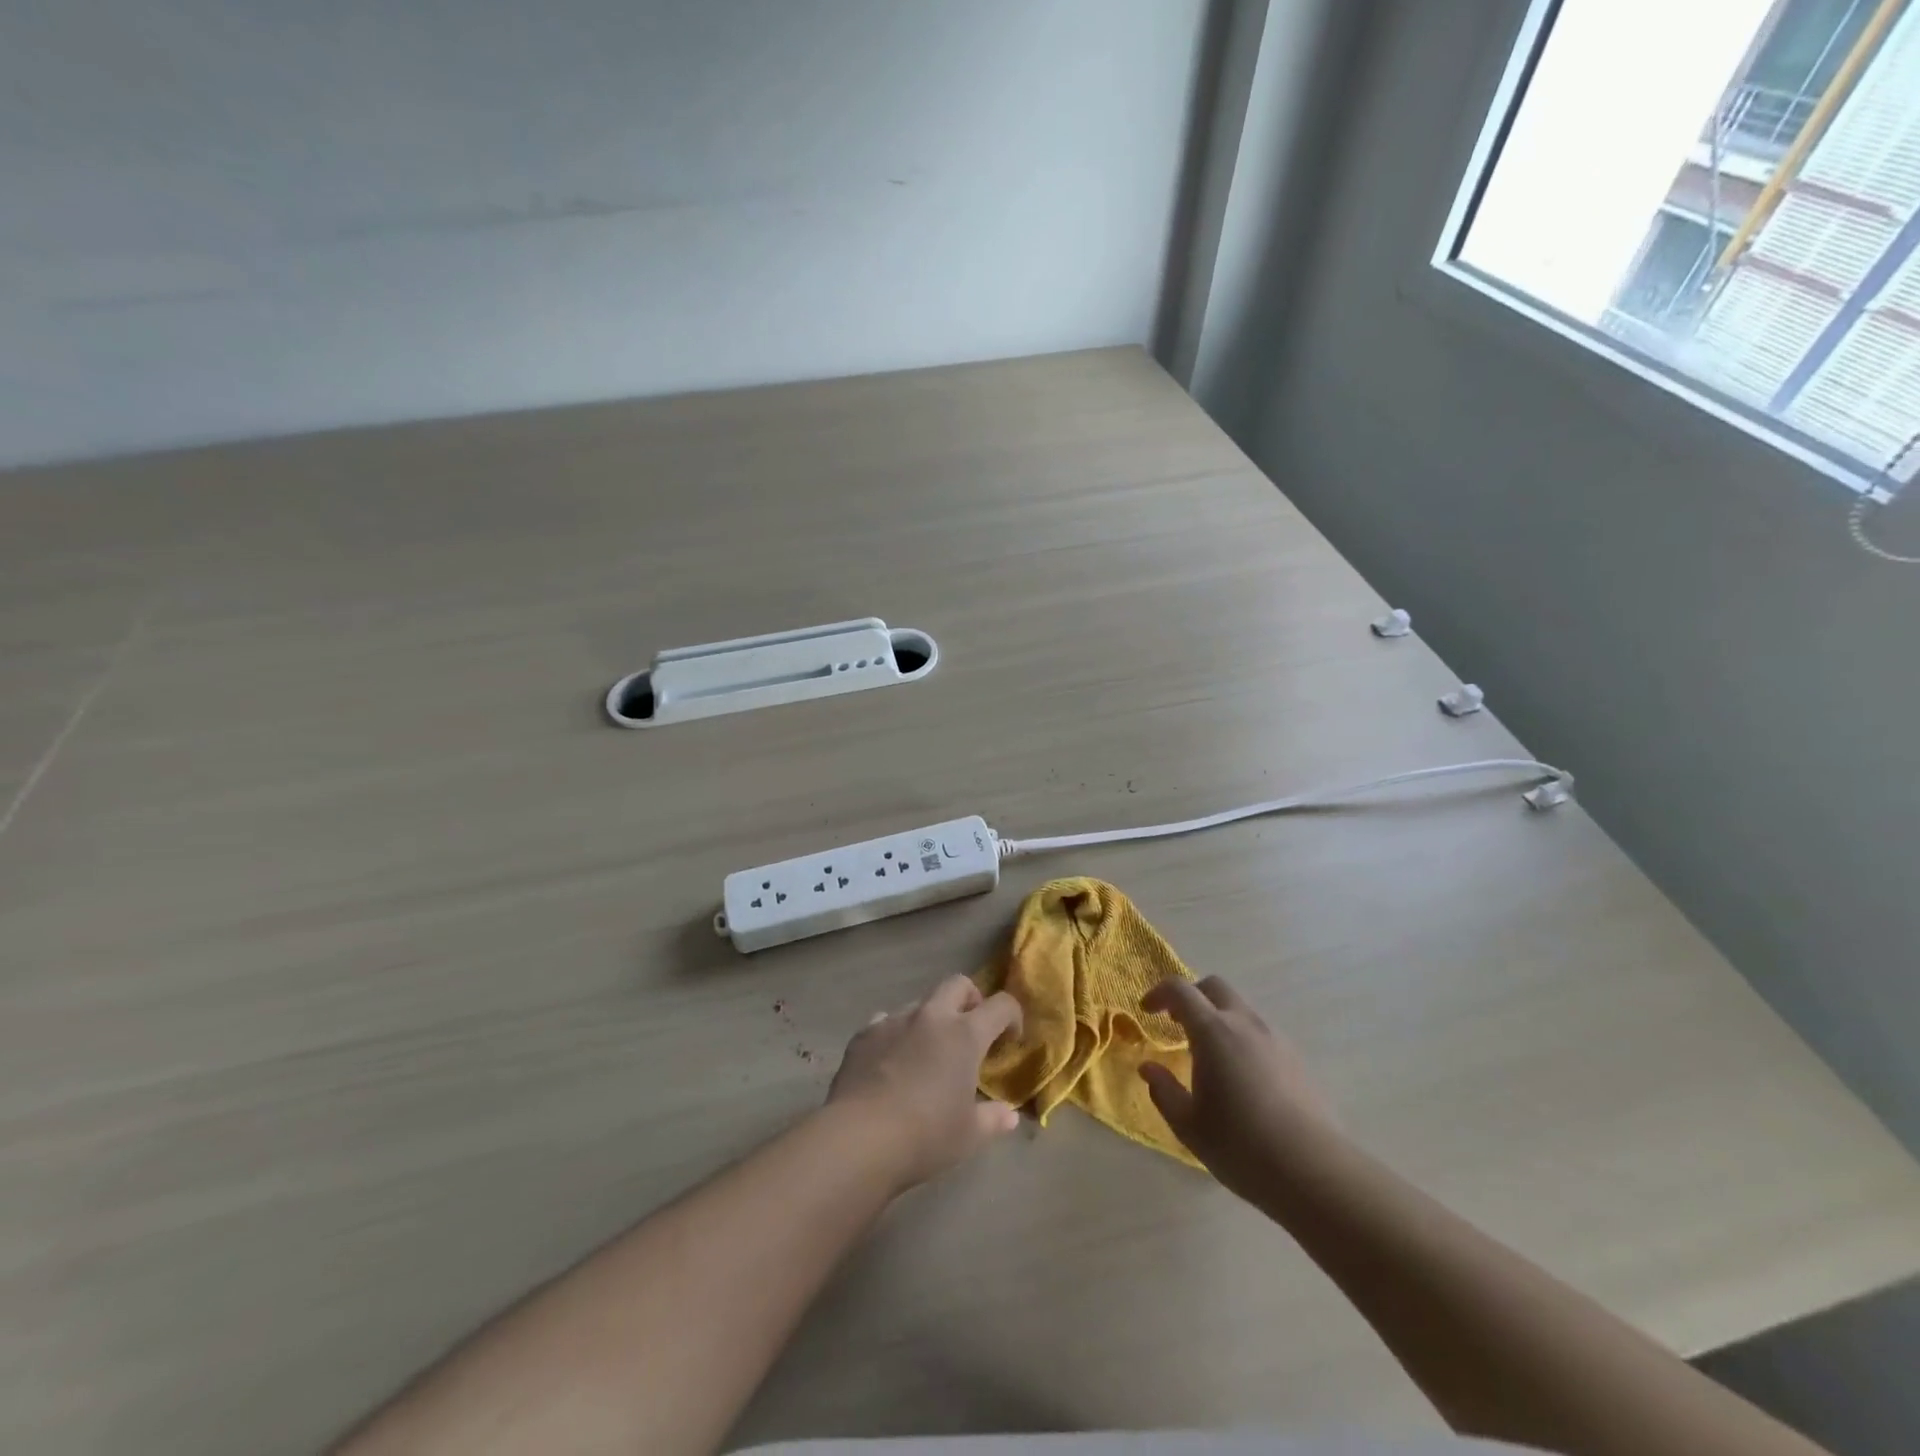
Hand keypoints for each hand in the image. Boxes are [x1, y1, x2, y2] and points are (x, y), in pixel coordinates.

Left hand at [827, 975, 1023, 1191]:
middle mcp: (931, 1016)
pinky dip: (896, 1034)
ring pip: (920, 1003)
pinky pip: (885, 1021)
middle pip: (957, 984)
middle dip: (970, 998)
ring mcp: (894, 1020)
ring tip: (927, 1052)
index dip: (1012, 1015)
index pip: (1000, 1005)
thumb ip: (993, 1120)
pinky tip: (891, 1062)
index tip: (1011, 1037)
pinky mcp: (864, 1033)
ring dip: (930, 1019)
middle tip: (971, 1029)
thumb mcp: (968, 1136)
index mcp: (964, 1035)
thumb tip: (1009, 1115)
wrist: (859, 1137)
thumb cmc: (925, 1136)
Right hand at [1138, 976, 1339, 1196]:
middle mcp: (1245, 1024)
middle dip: (1191, 996)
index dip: (1159, 993)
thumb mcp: (1188, 1125)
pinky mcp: (1297, 1059)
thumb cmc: (1241, 1146)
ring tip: (1209, 1055)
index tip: (1147, 1011)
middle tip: (1176, 1023)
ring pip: (1241, 1009)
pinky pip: (1261, 1033)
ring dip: (1218, 1018)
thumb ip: (1164, 1091)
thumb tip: (1149, 1068)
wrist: (1314, 1172)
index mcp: (1213, 1031)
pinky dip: (1242, 1038)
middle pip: (1215, 987)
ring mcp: (1276, 1039)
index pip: (1180, 990)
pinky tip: (1241, 1076)